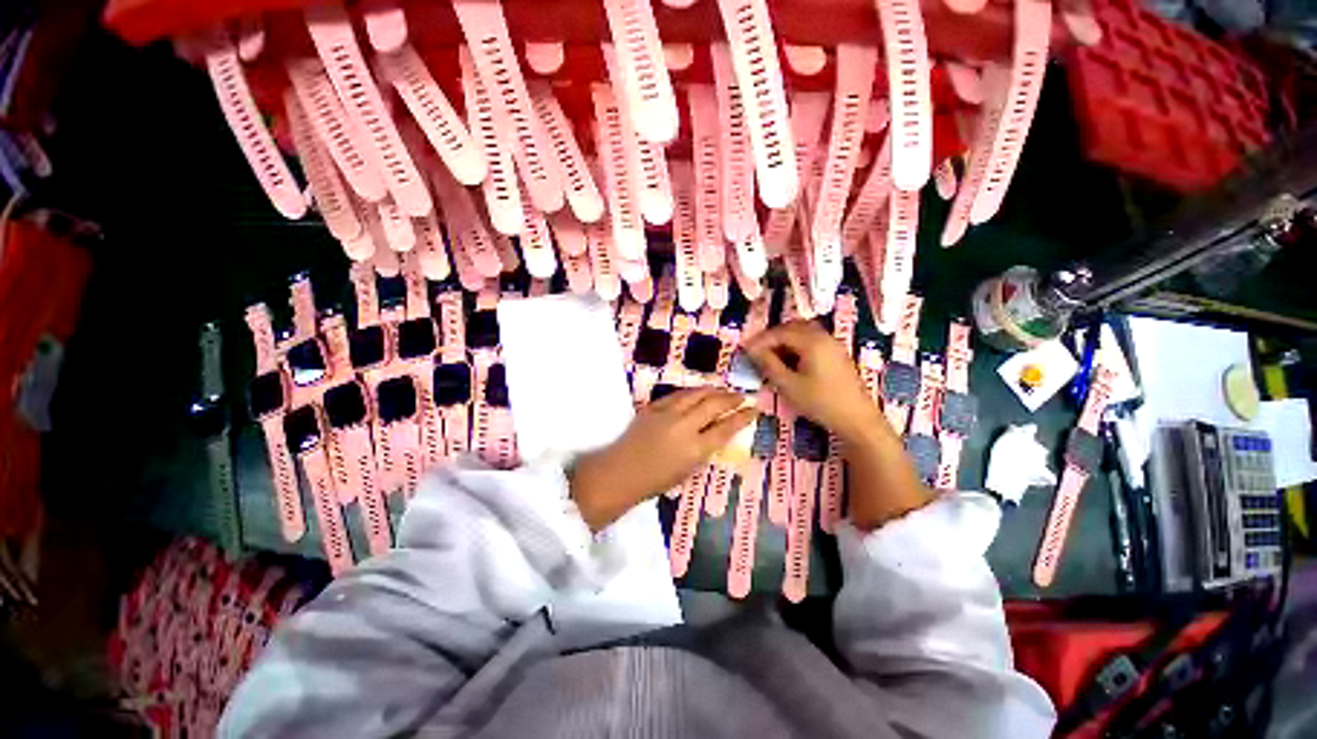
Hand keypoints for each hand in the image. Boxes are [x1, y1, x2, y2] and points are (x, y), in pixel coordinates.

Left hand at [569, 388, 757, 530]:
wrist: (619, 473)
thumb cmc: (655, 481)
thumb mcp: (687, 471)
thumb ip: (703, 449)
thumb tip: (716, 432)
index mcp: (696, 449)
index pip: (726, 427)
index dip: (743, 416)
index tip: (754, 409)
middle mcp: (685, 427)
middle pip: (714, 405)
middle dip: (731, 398)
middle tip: (741, 395)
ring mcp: (668, 414)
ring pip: (696, 394)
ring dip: (713, 390)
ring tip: (722, 390)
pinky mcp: (653, 407)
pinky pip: (678, 395)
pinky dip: (691, 392)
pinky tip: (698, 392)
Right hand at [744, 320, 879, 441]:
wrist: (857, 419)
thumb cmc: (820, 402)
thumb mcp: (789, 385)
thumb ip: (769, 364)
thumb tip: (752, 350)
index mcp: (812, 341)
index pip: (780, 332)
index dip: (760, 340)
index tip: (745, 350)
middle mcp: (823, 337)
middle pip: (792, 326)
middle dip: (772, 336)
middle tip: (757, 351)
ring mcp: (833, 344)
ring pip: (803, 332)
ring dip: (785, 339)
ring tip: (771, 356)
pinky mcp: (837, 353)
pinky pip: (812, 339)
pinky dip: (797, 344)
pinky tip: (790, 360)